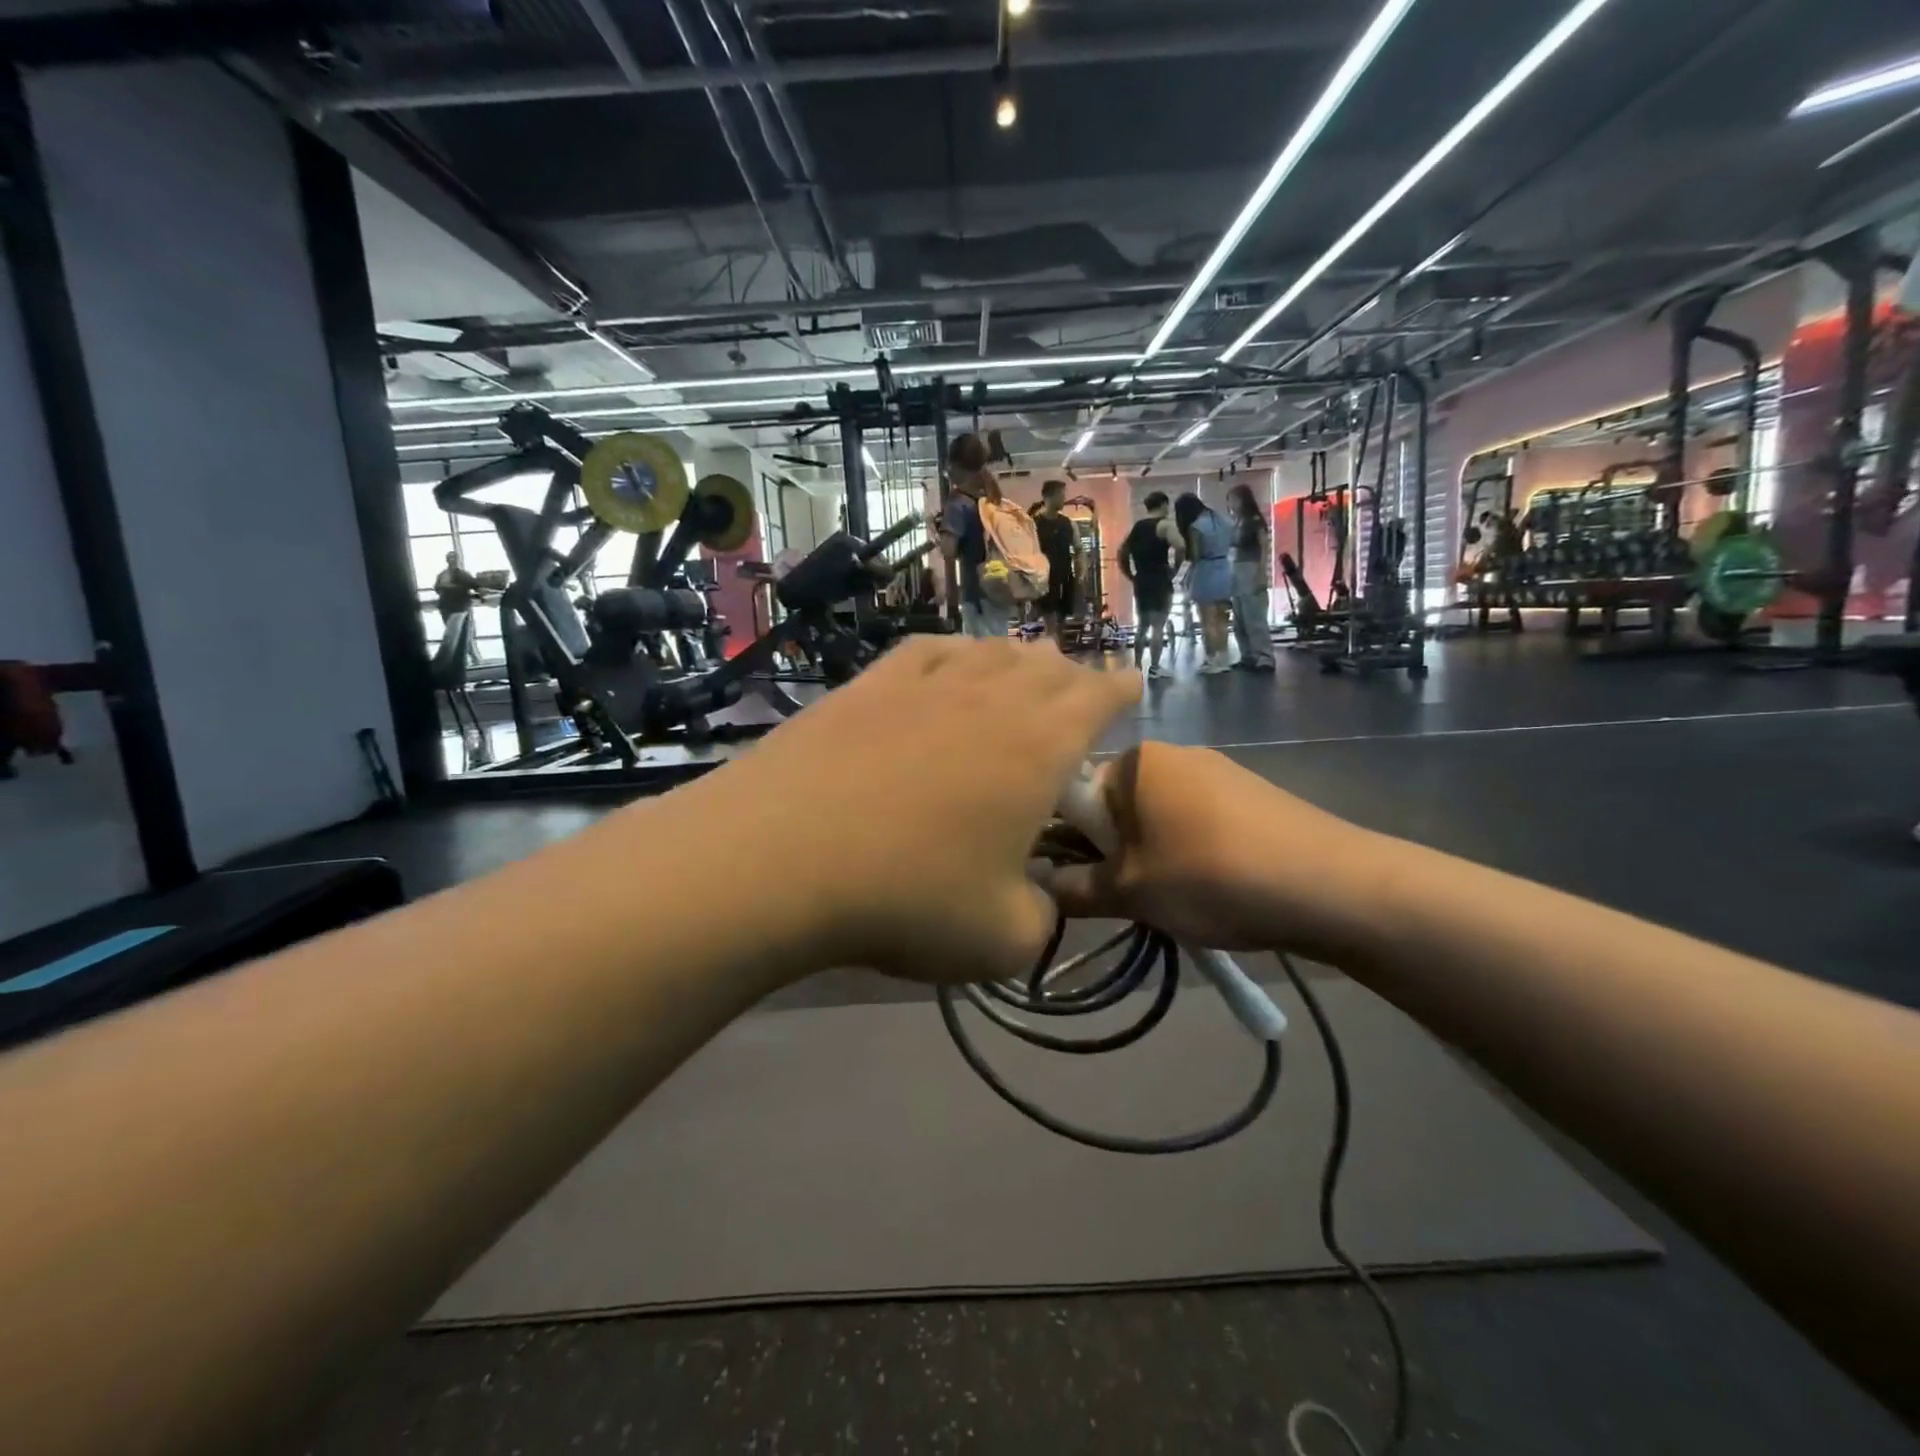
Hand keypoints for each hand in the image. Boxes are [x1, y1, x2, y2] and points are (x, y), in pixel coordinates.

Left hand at [691, 637, 1139, 985]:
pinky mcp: (868, 684)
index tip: (1131, 685)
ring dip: (1016, 660)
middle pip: (1046, 667)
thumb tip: (1038, 902)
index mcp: (1039, 746)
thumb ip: (1041, 919)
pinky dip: (953, 654)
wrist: (780, 857)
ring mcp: (924, 683)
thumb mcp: (1001, 940)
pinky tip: (948, 664)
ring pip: (989, 652)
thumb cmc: (907, 897)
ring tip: (1022, 672)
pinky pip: (928, 651)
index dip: (1120, 689)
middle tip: (1077, 689)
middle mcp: (990, 697)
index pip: (1098, 697)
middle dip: (1072, 676)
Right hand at [1043, 742, 1378, 955]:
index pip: (1076, 795)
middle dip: (1116, 852)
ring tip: (1177, 899)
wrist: (1331, 885)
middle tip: (1131, 897)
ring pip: (1159, 817)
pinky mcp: (1251, 794)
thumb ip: (1074, 889)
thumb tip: (1038, 887)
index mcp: (1136, 761)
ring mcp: (1217, 769)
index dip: (1071, 842)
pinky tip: (1215, 887)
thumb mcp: (1130, 893)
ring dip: (1153, 855)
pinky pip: (1198, 821)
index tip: (1085, 881)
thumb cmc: (1211, 877)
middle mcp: (1174, 753)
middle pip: (1118, 805)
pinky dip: (1192, 852)